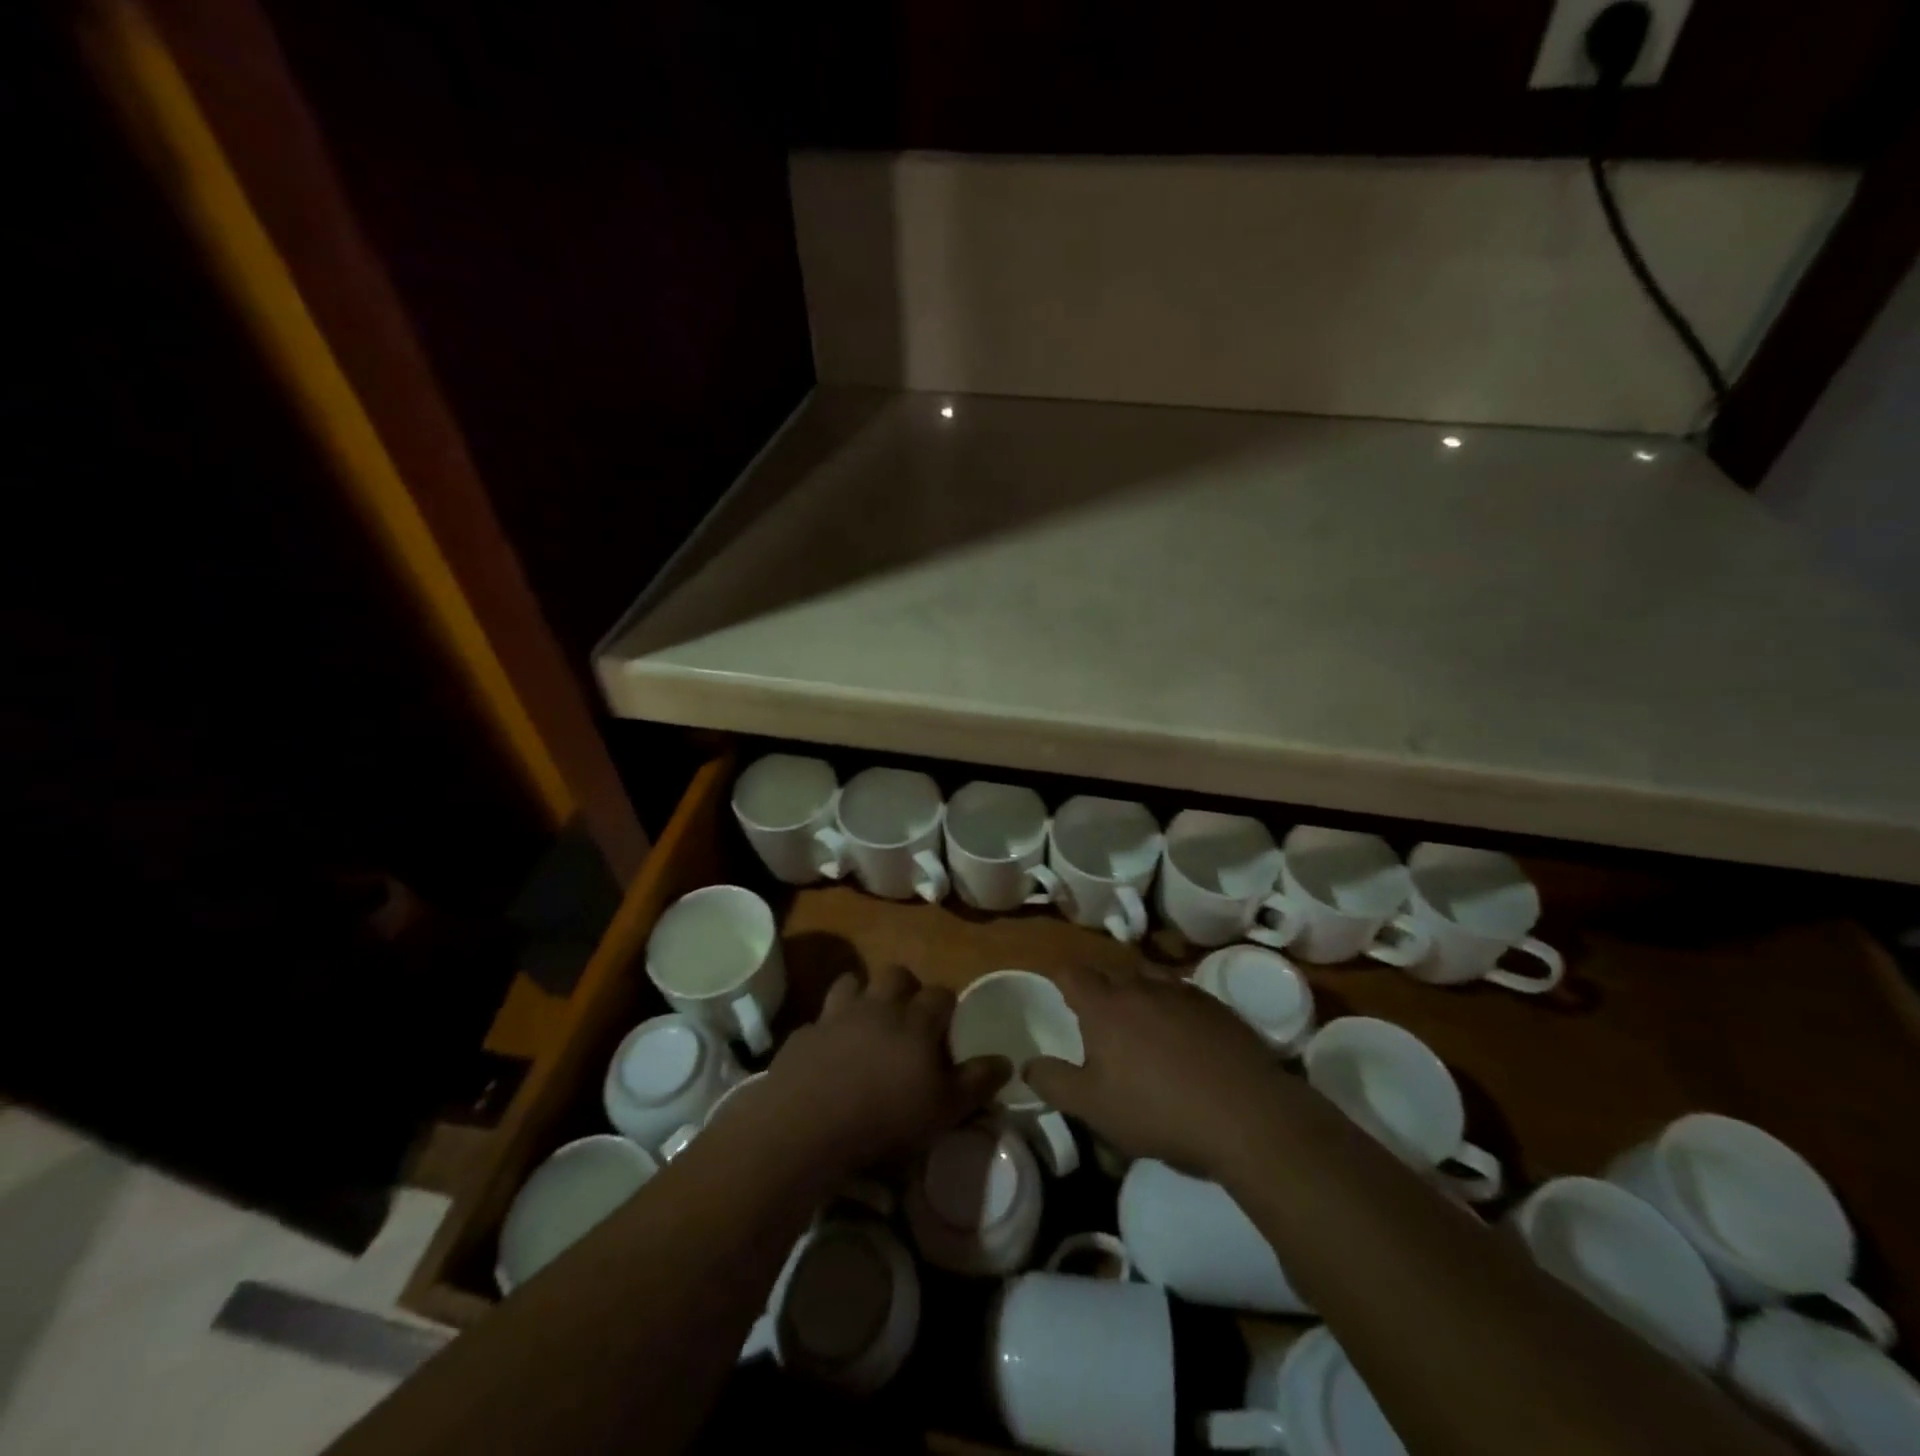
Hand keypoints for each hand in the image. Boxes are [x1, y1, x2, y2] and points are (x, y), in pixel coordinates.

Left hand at [763, 964, 1009, 1173]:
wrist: (807, 1123)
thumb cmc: (885, 1117)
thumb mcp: (944, 1109)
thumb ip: (976, 1082)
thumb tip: (1007, 1061)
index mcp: (915, 1021)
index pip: (940, 995)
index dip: (947, 1006)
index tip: (949, 1026)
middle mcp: (878, 1006)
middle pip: (896, 975)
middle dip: (906, 987)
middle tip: (908, 1017)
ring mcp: (837, 1015)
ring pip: (853, 983)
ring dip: (862, 994)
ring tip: (866, 1021)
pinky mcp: (805, 1033)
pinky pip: (820, 1018)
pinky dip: (828, 1028)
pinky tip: (828, 1051)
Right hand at [1025, 965, 1291, 1180]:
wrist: (1247, 1115)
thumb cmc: (1158, 1110)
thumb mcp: (1094, 1107)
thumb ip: (1054, 1083)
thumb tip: (1027, 1065)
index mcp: (1105, 1005)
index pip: (1070, 973)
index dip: (1059, 978)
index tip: (1057, 991)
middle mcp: (1140, 985)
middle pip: (1110, 973)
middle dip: (1099, 989)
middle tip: (1097, 1019)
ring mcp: (1182, 991)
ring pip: (1148, 979)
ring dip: (1137, 994)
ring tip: (1139, 1025)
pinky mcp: (1216, 1005)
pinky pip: (1182, 994)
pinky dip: (1171, 1007)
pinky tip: (1182, 1038)